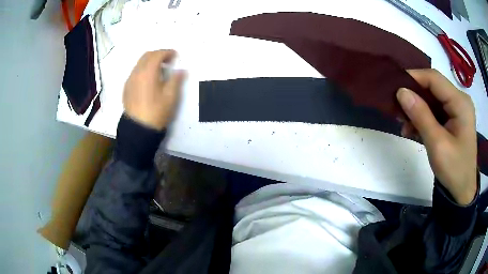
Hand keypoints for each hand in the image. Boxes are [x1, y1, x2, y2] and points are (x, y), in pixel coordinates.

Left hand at [123, 50, 184, 129]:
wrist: (138, 129)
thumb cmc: (156, 112)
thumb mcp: (171, 97)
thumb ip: (176, 80)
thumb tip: (181, 70)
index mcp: (148, 73)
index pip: (157, 54)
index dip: (167, 52)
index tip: (175, 56)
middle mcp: (137, 73)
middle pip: (147, 55)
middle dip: (158, 54)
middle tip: (168, 61)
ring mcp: (130, 80)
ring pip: (139, 63)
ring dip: (150, 62)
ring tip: (159, 70)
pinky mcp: (126, 88)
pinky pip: (135, 72)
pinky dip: (143, 70)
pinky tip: (149, 80)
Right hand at [396, 69, 476, 204]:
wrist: (462, 192)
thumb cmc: (454, 170)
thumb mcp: (437, 144)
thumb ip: (421, 116)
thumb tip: (401, 91)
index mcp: (460, 103)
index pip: (434, 79)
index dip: (414, 78)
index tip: (395, 87)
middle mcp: (460, 100)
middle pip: (433, 88)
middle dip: (415, 97)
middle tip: (397, 110)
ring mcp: (457, 110)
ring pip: (433, 100)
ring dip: (417, 110)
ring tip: (405, 125)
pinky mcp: (454, 119)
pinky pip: (436, 111)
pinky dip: (424, 118)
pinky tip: (414, 130)